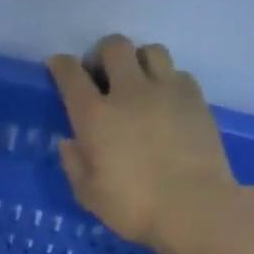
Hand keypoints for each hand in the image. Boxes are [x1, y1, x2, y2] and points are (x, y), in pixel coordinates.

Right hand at [50, 35, 248, 253]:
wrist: (193, 207)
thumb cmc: (132, 206)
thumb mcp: (88, 194)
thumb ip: (75, 163)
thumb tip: (70, 141)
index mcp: (94, 116)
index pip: (71, 75)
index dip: (61, 65)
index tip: (57, 66)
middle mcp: (128, 92)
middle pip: (114, 46)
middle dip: (102, 55)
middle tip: (101, 76)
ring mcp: (166, 89)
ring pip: (149, 50)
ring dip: (137, 61)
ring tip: (136, 83)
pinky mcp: (195, 97)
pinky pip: (176, 72)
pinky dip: (165, 79)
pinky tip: (163, 102)